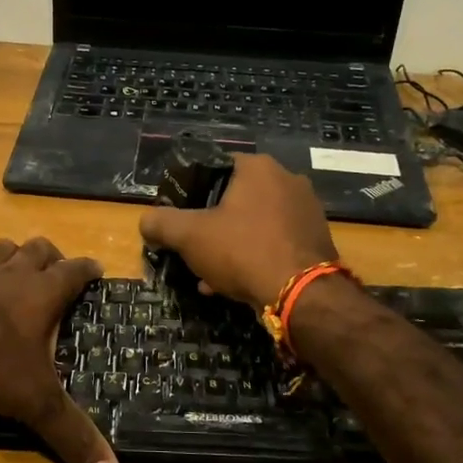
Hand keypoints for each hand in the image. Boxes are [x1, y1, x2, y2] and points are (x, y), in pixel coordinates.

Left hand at [0, 238, 119, 462]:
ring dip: (8, 254)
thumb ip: (72, 436)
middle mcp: (10, 276)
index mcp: (41, 295)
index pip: (74, 271)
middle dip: (50, 255)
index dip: (87, 269)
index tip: (96, 270)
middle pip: (36, 250)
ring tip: (13, 265)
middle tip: (55, 269)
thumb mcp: (35, 403)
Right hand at [138, 154, 338, 311]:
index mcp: (259, 167)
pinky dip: (254, 256)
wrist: (301, 294)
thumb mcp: (189, 236)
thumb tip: (145, 221)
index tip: (180, 214)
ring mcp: (307, 210)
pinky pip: (275, 242)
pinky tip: (233, 284)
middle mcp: (288, 180)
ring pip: (255, 223)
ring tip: (208, 272)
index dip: (192, 190)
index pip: (216, 167)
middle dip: (211, 223)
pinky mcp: (317, 239)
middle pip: (236, 197)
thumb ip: (162, 223)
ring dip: (231, 243)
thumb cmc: (243, 250)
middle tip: (193, 246)